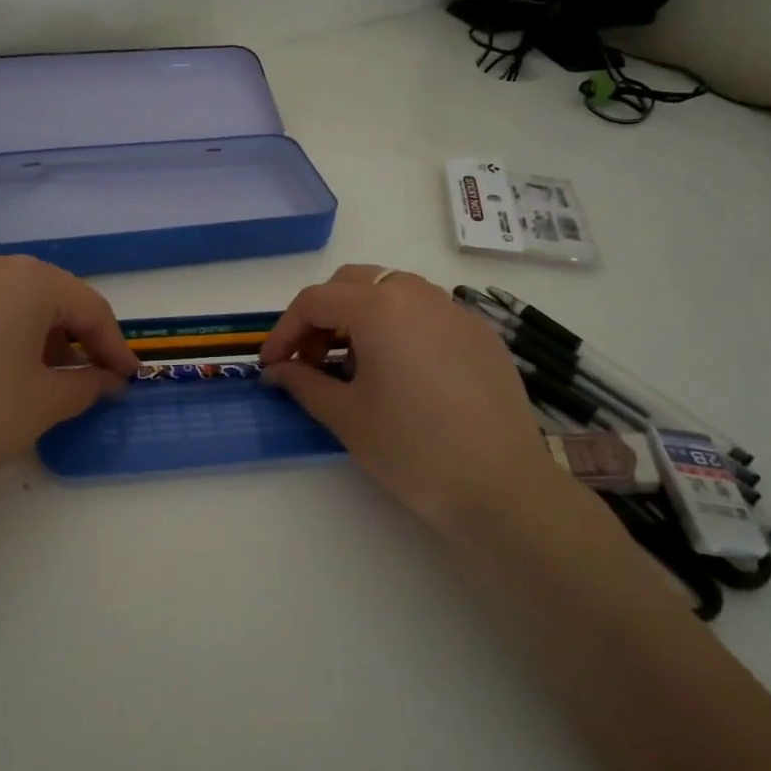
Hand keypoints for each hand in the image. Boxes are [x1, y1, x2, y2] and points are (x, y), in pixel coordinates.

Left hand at [0, 254, 137, 526]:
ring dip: (38, 335)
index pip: (89, 307)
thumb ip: (89, 384)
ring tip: (43, 377)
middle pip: (50, 297)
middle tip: (90, 376)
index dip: (114, 345)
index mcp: (27, 280)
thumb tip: (108, 381)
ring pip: (11, 302)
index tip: (129, 378)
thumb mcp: (46, 403)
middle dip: (76, 337)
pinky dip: (0, 336)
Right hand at [259, 265, 573, 537]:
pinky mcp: (481, 335)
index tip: (271, 366)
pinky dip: (399, 328)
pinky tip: (400, 372)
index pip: (315, 301)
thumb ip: (303, 383)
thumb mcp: (345, 416)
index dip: (284, 331)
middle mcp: (418, 295)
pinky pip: (427, 313)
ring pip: (393, 293)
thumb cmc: (411, 448)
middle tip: (311, 360)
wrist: (500, 486)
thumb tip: (277, 371)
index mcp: (379, 307)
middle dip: (322, 315)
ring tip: (354, 365)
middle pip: (353, 284)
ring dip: (360, 317)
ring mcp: (455, 312)